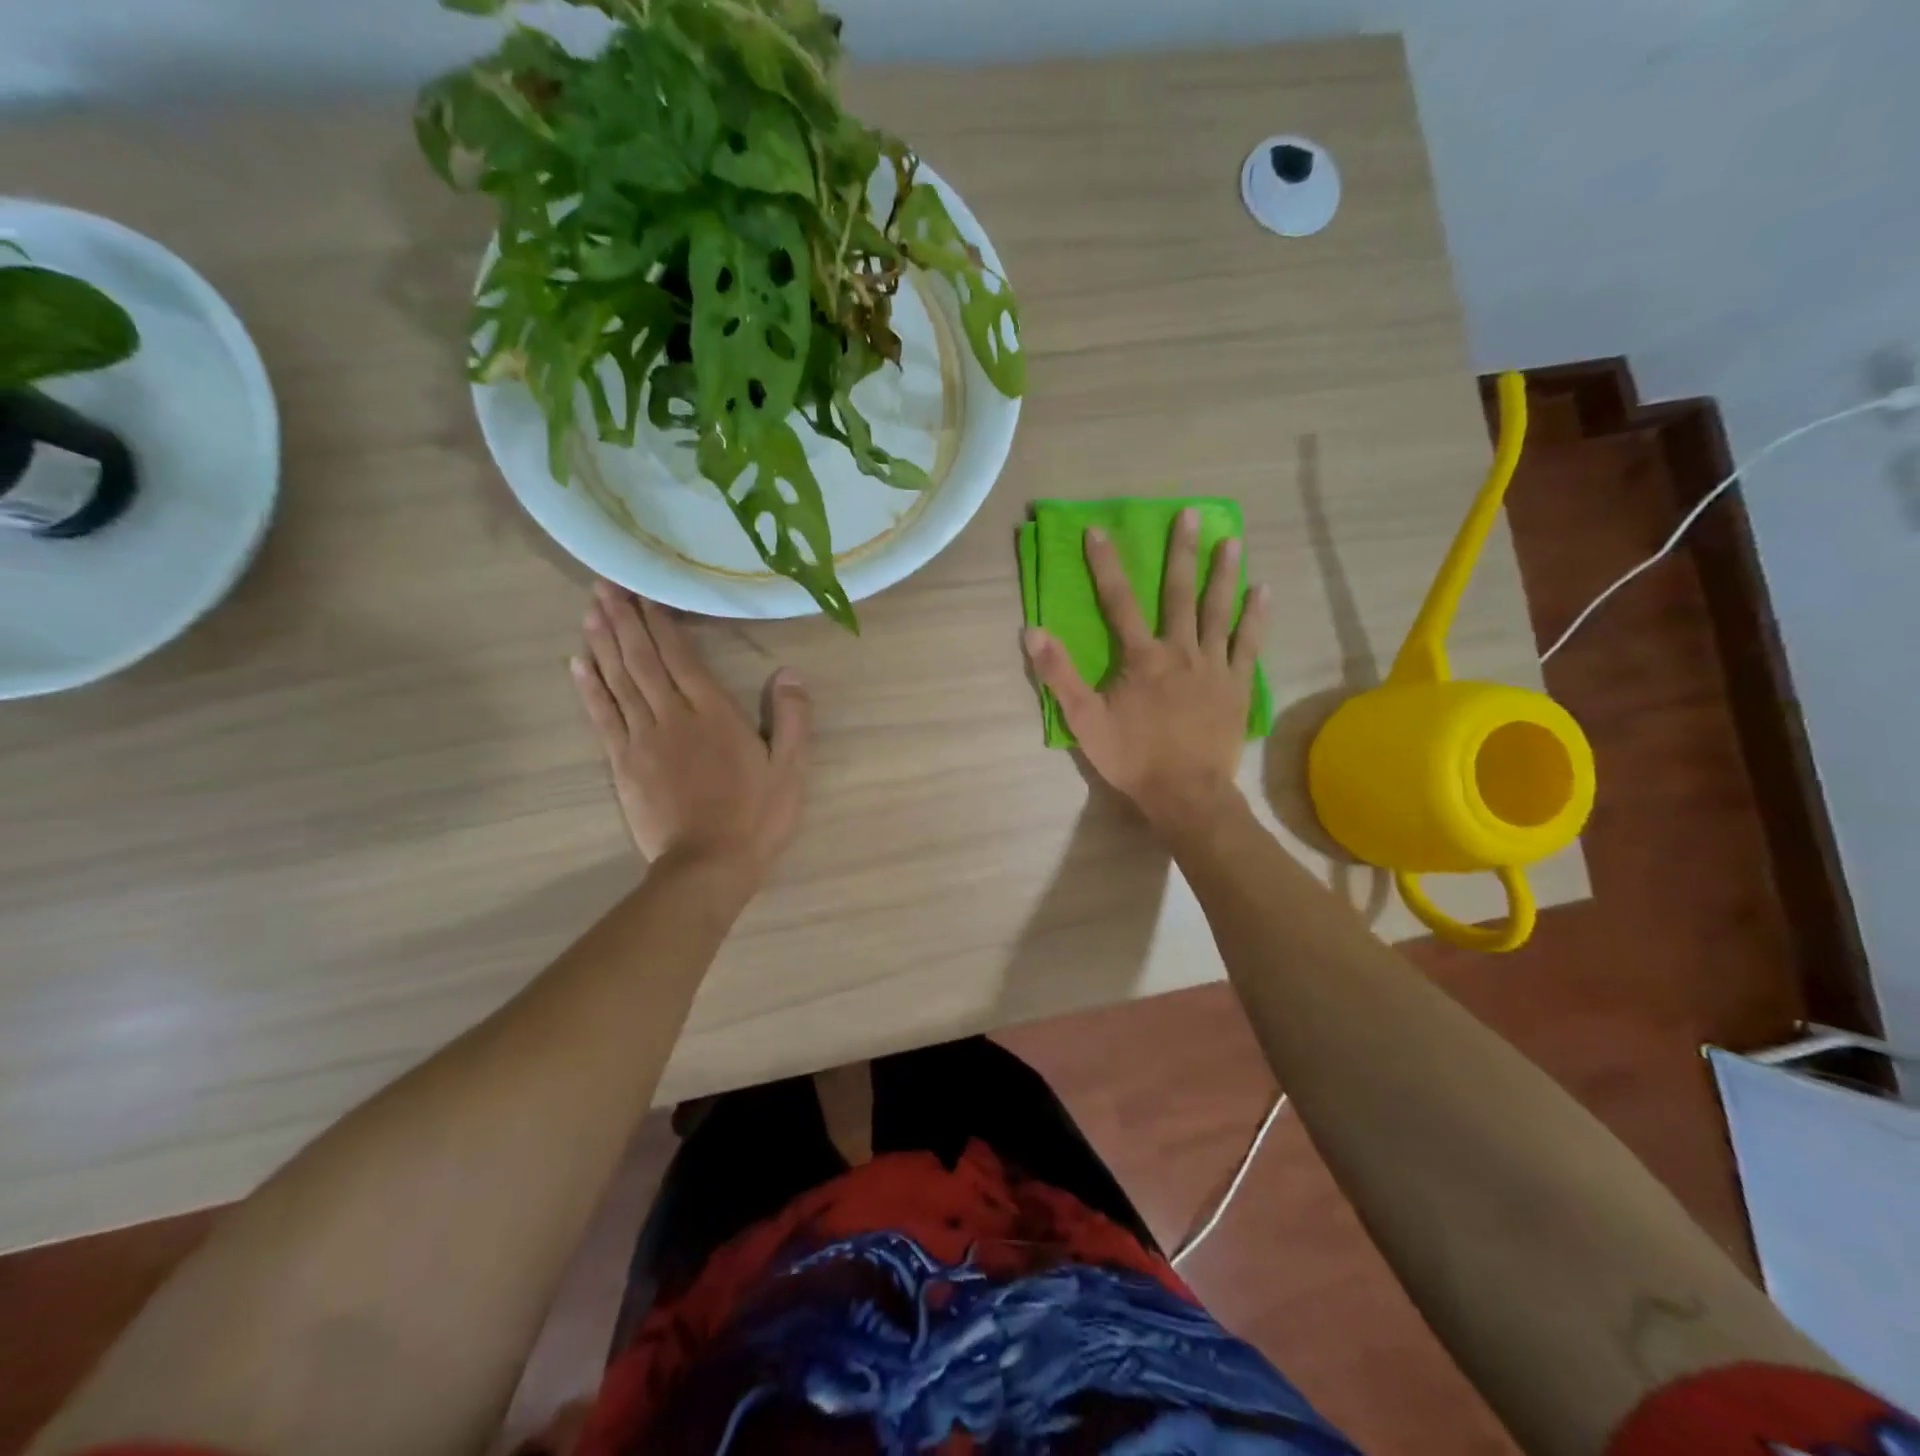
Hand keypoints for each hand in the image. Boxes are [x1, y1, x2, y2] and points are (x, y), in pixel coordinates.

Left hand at [573, 582, 810, 878]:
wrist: (707, 867)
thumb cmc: (756, 818)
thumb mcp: (790, 770)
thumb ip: (790, 719)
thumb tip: (788, 673)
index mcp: (714, 714)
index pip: (682, 657)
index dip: (660, 623)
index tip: (642, 592)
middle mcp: (673, 716)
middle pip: (643, 660)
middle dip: (624, 620)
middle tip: (604, 585)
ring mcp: (642, 740)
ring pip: (619, 681)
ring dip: (603, 643)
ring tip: (590, 610)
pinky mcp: (622, 764)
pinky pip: (602, 717)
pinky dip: (589, 687)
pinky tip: (578, 663)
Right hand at [1023, 509, 1268, 839]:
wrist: (1185, 793)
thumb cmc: (1132, 757)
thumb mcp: (1084, 720)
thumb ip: (1059, 674)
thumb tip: (1032, 631)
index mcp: (1142, 657)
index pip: (1119, 601)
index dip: (1106, 565)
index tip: (1099, 531)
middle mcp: (1180, 650)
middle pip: (1179, 593)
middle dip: (1181, 552)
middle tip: (1189, 514)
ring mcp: (1214, 666)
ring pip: (1219, 611)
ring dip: (1224, 574)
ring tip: (1231, 539)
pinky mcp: (1237, 685)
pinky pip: (1249, 644)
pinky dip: (1256, 618)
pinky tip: (1264, 591)